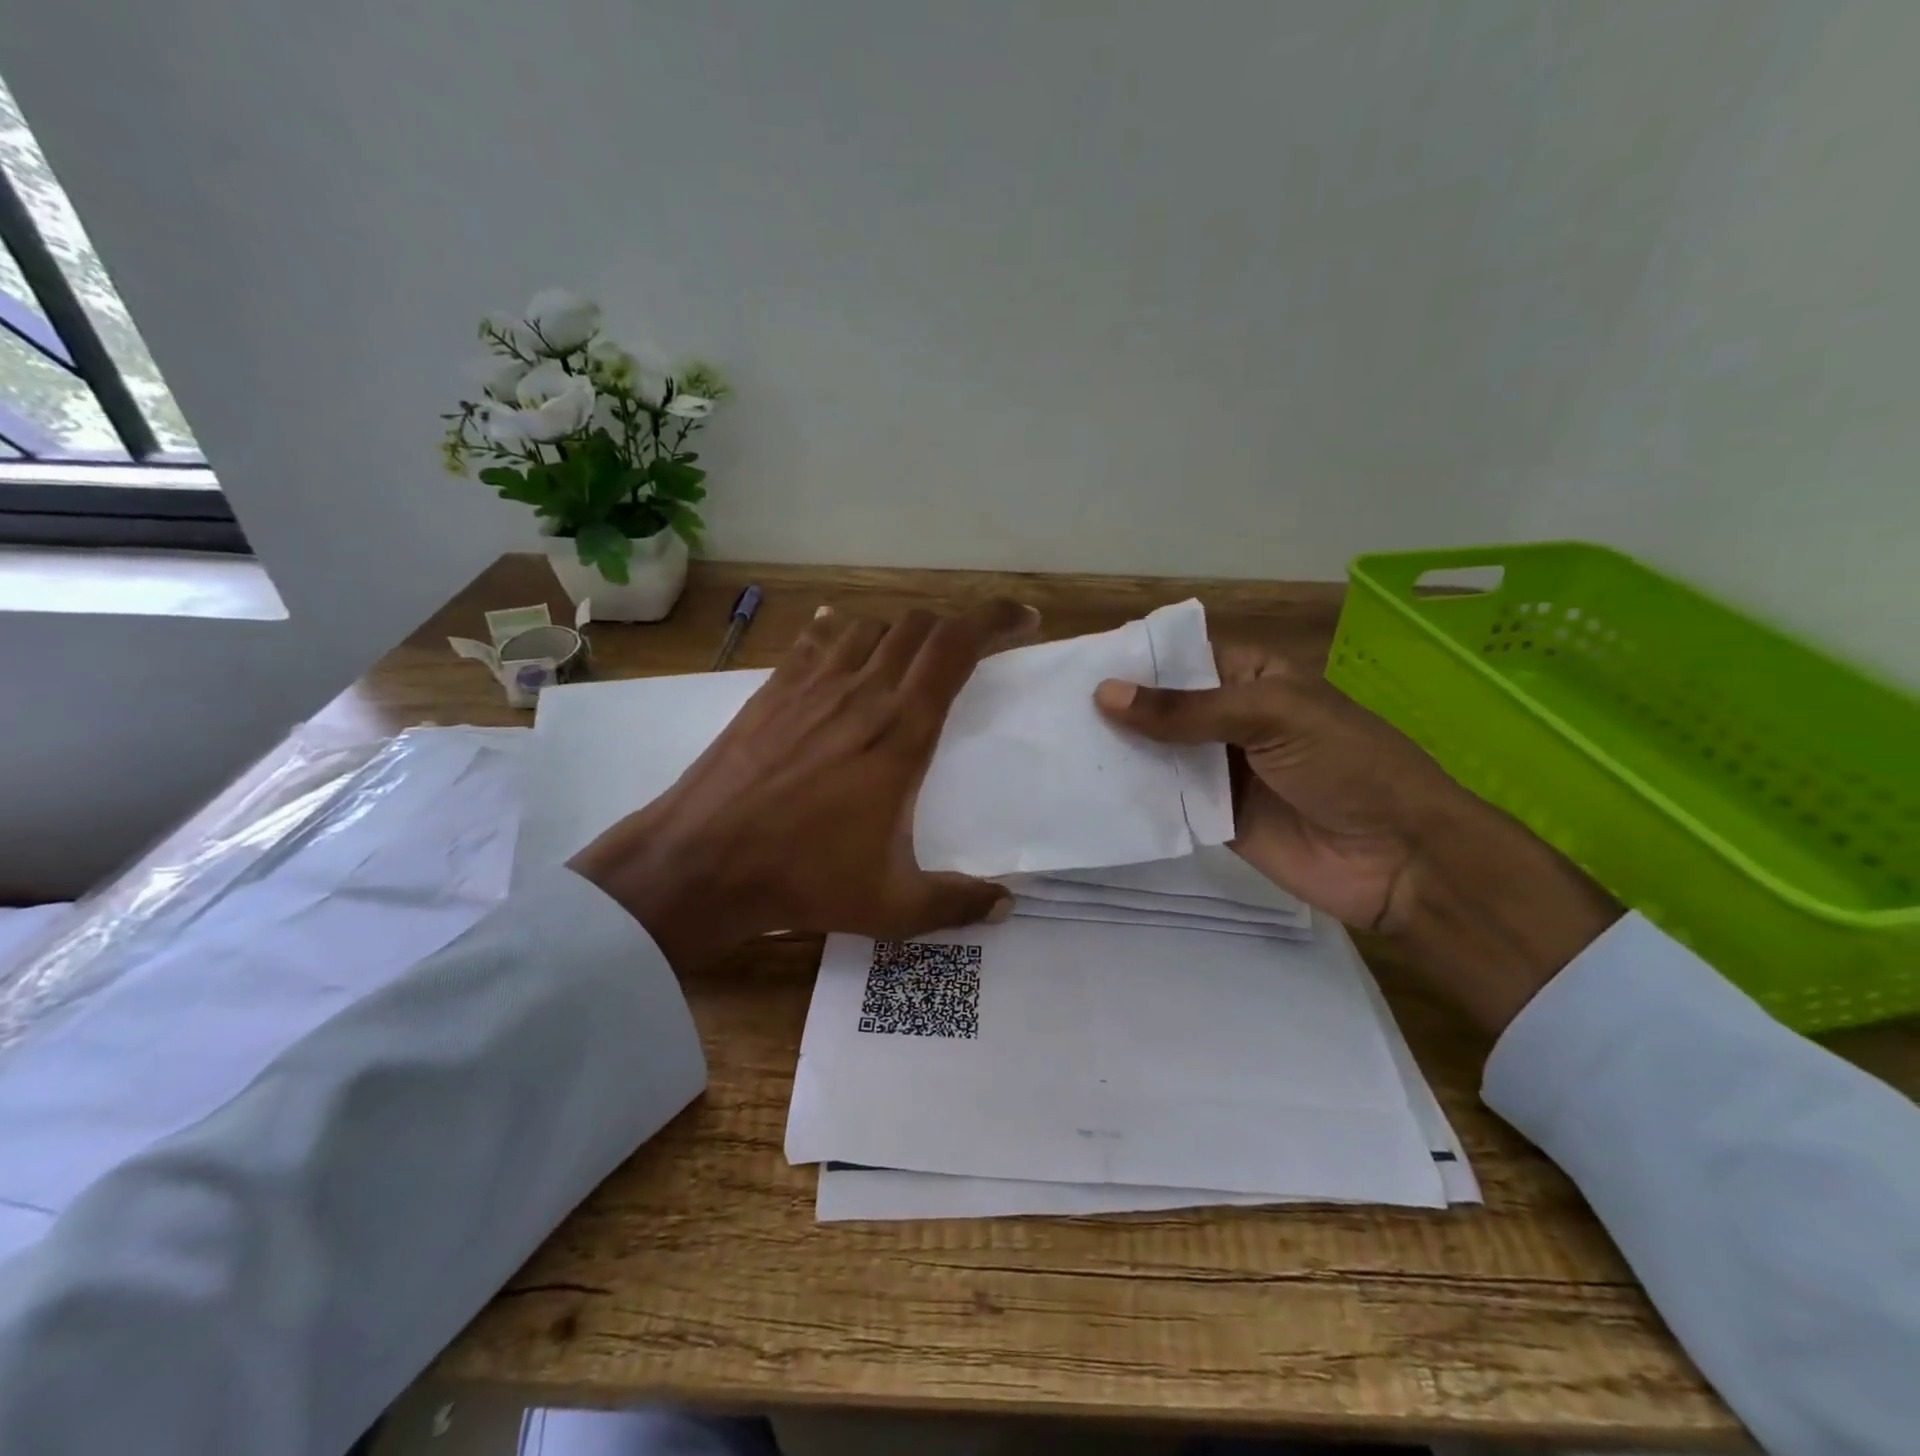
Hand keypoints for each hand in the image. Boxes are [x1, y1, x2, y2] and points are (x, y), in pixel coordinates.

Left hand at [571, 600, 1039, 968]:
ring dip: (903, 633)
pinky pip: (818, 640)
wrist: (702, 862)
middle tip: (973, 651)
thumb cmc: (804, 880)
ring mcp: (813, 685)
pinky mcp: (774, 689)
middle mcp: (862, 692)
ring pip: (871, 627)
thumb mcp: (893, 905)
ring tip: (912, 660)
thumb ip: (957, 903)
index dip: (996, 621)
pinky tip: (842, 642)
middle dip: (957, 626)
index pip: (958, 647)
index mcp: (902, 731)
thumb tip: (1007, 905)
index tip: (1023, 620)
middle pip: (920, 626)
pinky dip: (843, 633)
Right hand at [1094, 648, 1620, 1034]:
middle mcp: (1230, 720)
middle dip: (1115, 708)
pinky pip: (1164, 800)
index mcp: (1252, 678)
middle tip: (1049, 708)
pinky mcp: (1211, 818)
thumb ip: (1187, 710)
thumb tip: (1104, 694)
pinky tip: (1085, 790)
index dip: (1135, 660)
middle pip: (1162, 708)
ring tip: (1054, 745)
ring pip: (1156, 754)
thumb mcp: (1272, 716)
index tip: (1076, 664)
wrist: (1399, 859)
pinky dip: (1132, 796)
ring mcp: (1219, 771)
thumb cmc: (1347, 765)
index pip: (1182, 659)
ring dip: (1116, 752)